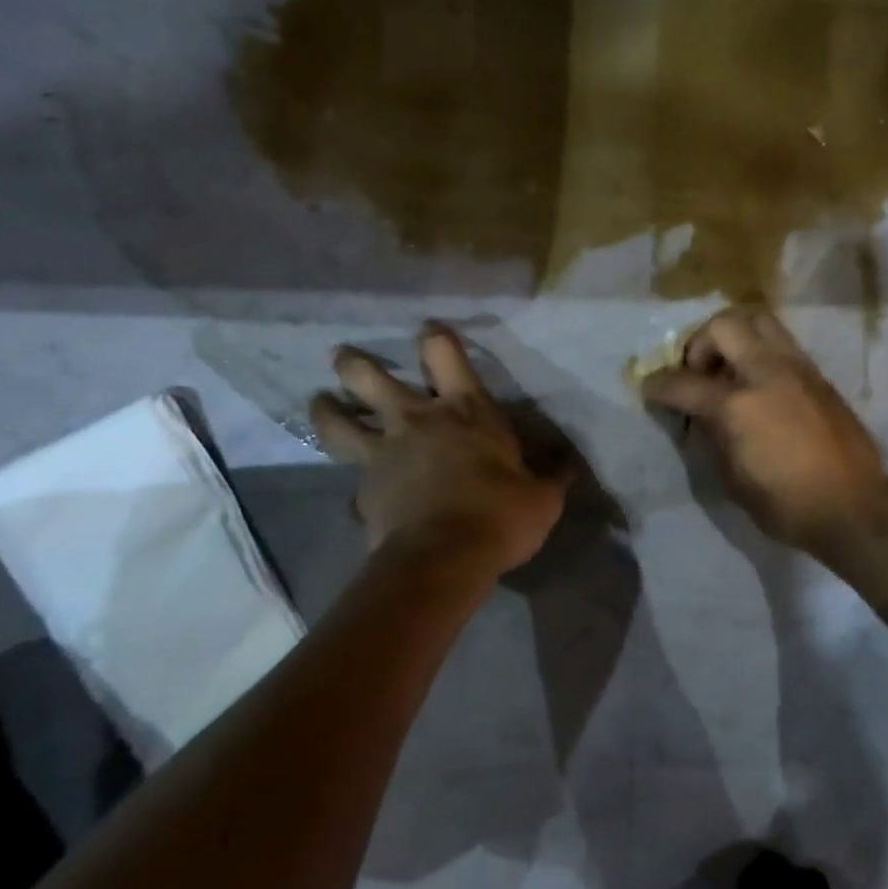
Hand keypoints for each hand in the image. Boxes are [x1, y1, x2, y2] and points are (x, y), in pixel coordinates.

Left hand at [311, 324, 569, 576]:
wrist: (443, 558)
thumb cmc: (499, 514)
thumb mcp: (542, 497)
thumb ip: (551, 477)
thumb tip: (568, 465)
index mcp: (465, 410)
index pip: (444, 353)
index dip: (435, 336)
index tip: (428, 330)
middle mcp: (417, 420)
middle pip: (371, 378)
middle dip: (355, 365)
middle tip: (343, 357)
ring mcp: (383, 454)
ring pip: (340, 421)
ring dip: (327, 408)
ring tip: (319, 401)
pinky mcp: (363, 491)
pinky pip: (351, 480)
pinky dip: (351, 483)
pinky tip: (353, 493)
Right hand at [641, 308, 887, 554]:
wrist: (854, 506)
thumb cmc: (787, 504)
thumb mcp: (734, 479)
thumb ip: (713, 436)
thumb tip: (701, 413)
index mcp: (738, 405)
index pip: (684, 382)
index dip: (658, 385)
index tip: (649, 388)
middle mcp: (766, 373)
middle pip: (723, 325)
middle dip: (700, 342)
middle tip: (699, 372)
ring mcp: (797, 368)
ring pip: (759, 320)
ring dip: (734, 335)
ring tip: (730, 367)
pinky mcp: (818, 374)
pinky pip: (782, 342)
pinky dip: (761, 348)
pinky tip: (760, 381)